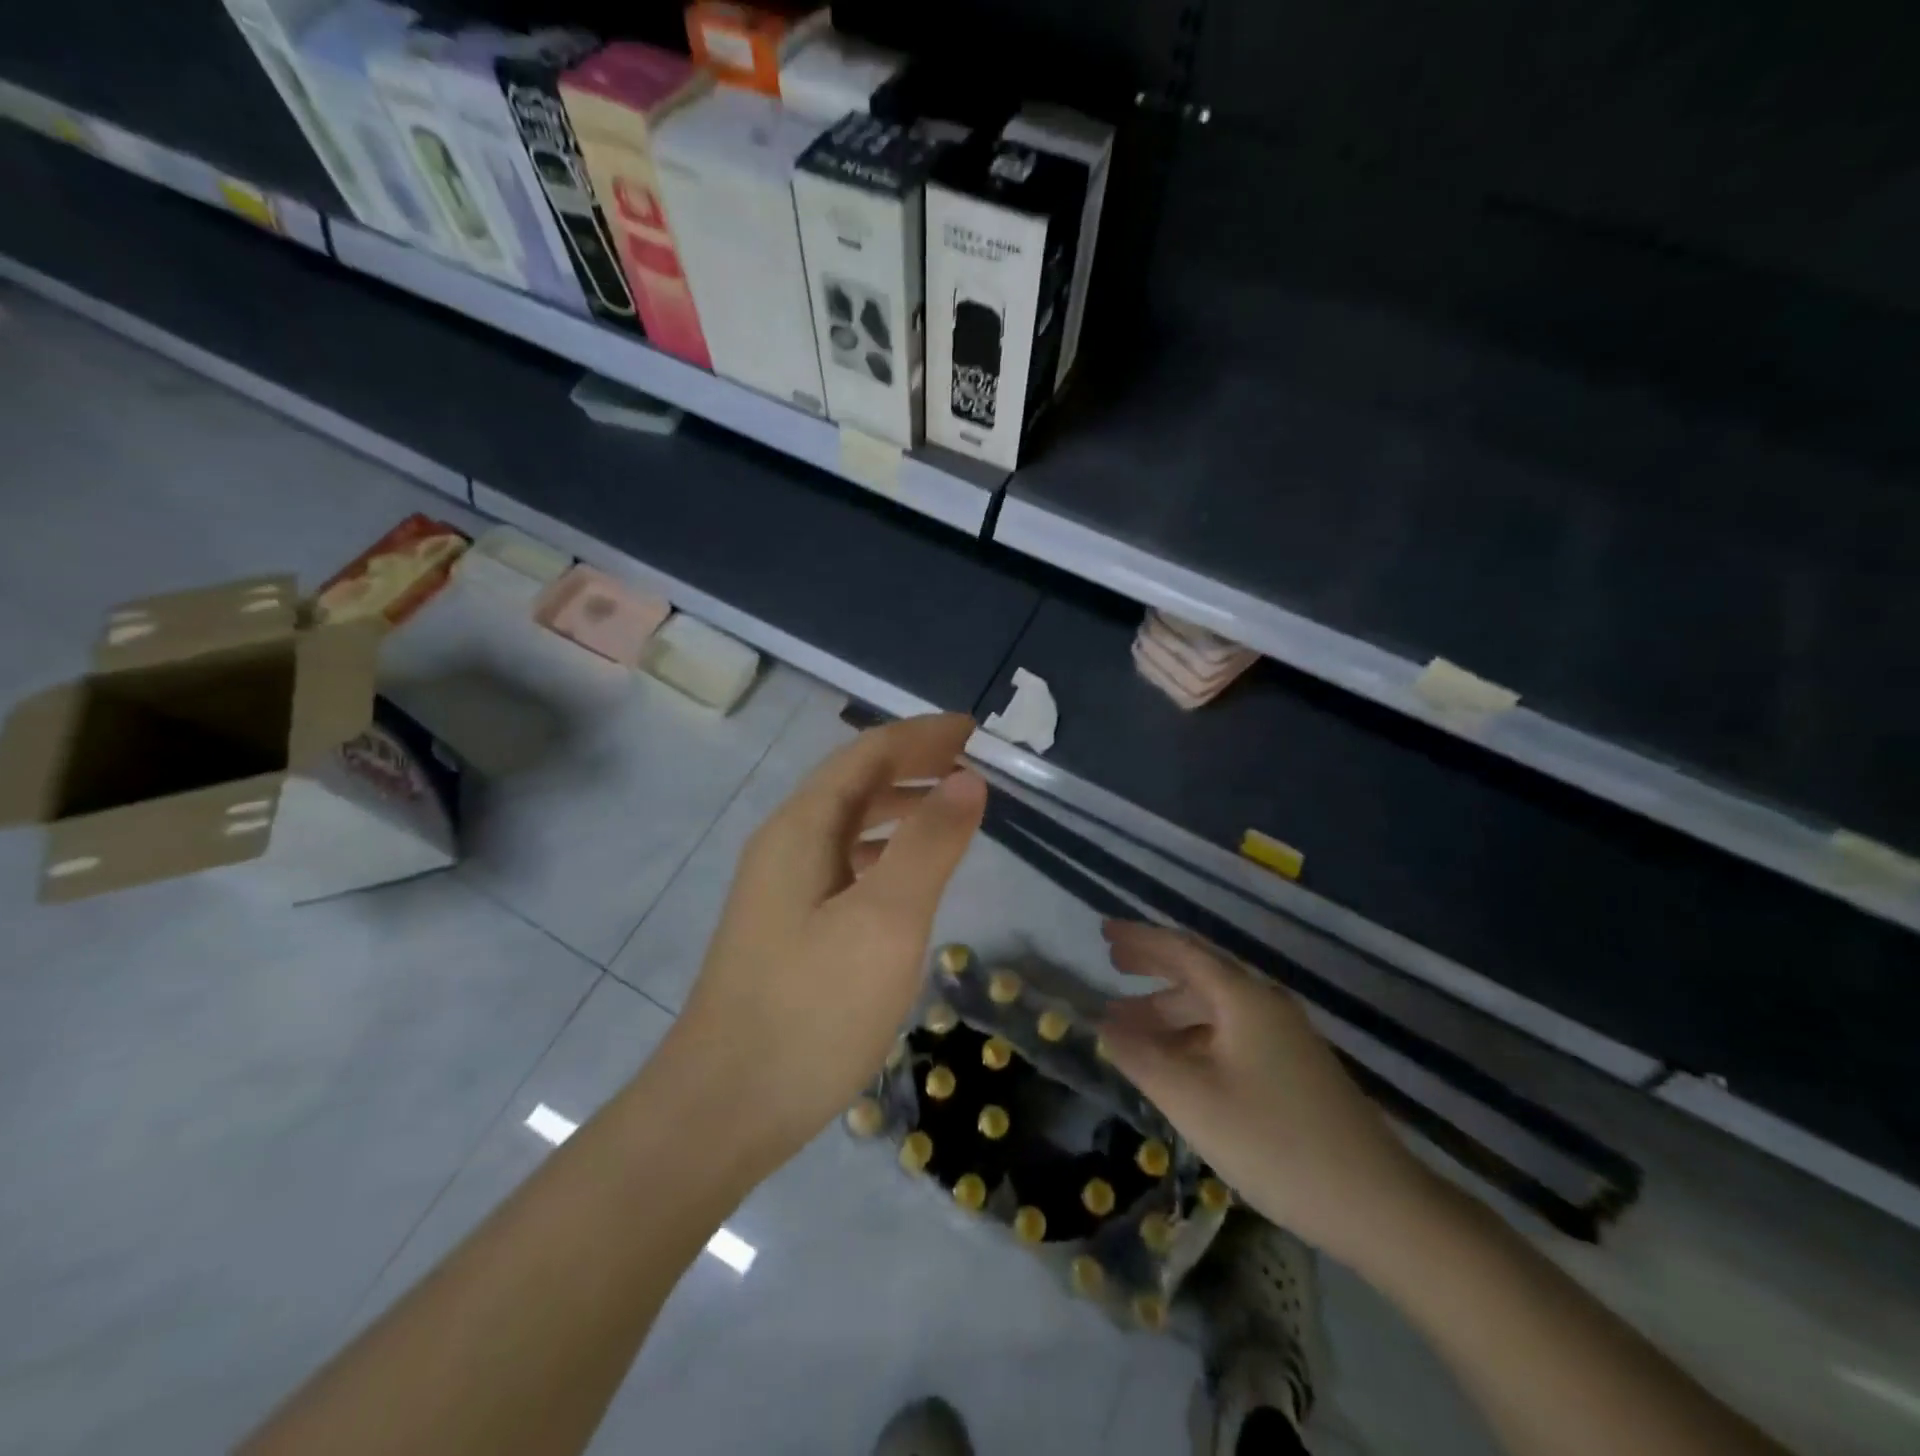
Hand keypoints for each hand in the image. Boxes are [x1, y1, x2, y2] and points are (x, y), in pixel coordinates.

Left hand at [675, 713, 986, 1162]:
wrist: (723, 1109)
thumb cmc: (811, 1009)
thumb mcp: (886, 920)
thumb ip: (929, 844)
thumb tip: (967, 778)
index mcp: (802, 827)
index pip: (867, 753)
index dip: (922, 734)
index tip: (975, 730)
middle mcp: (784, 844)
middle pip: (854, 782)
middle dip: (913, 764)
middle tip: (972, 765)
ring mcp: (780, 887)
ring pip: (847, 824)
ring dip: (898, 806)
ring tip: (949, 810)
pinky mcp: (785, 926)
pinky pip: (842, 862)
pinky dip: (882, 850)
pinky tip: (904, 877)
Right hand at [1097, 921, 1433, 1267]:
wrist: (1379, 1205)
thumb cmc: (1274, 1142)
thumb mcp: (1192, 1099)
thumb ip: (1140, 1057)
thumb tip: (1103, 1026)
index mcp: (1243, 998)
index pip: (1182, 950)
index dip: (1139, 938)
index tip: (1103, 931)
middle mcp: (1265, 1005)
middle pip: (1199, 972)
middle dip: (1153, 966)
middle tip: (1111, 964)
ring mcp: (1284, 1038)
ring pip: (1214, 1009)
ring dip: (1168, 1010)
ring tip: (1126, 1025)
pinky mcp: (1292, 1070)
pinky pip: (1229, 1035)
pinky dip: (1192, 1037)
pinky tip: (1174, 1062)